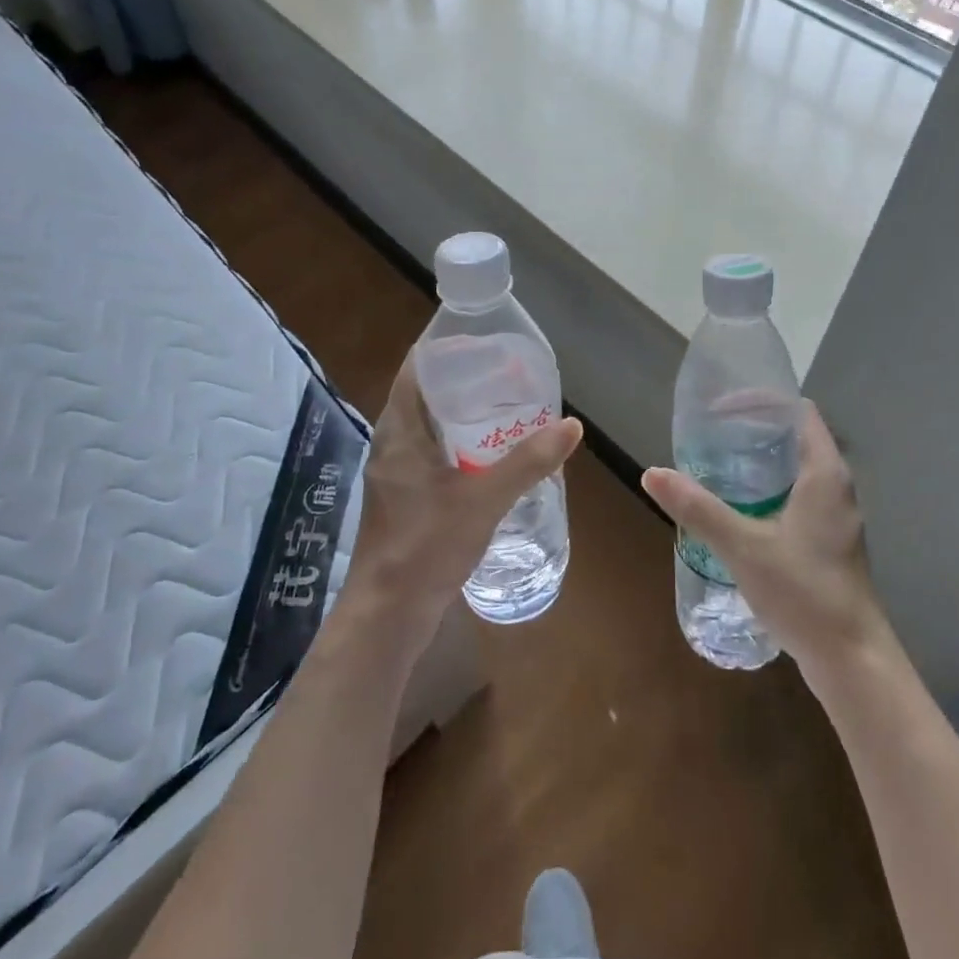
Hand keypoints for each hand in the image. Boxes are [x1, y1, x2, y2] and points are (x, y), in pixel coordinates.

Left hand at [340, 353, 582, 658]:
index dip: (445, 351)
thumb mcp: (483, 500)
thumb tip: (571, 425)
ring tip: (504, 410)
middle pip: (424, 397)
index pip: (415, 371)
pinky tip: (488, 459)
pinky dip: (457, 447)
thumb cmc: (426, 545)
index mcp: (398, 432)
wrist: (388, 615)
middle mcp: (390, 445)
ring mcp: (394, 474)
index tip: (483, 344)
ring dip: (460, 417)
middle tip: (505, 376)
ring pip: (427, 429)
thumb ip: (527, 462)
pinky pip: (430, 456)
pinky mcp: (402, 499)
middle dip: (462, 383)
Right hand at [641, 403, 890, 681]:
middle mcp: (836, 487)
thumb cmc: (805, 593)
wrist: (852, 662)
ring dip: (762, 461)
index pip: (799, 412)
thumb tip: (652, 473)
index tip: (722, 408)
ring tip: (718, 464)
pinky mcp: (830, 542)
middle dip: (755, 430)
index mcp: (825, 473)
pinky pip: (798, 496)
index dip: (763, 401)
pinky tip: (740, 509)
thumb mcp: (744, 547)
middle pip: (797, 437)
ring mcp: (836, 517)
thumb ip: (698, 509)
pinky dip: (770, 489)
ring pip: (797, 469)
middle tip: (711, 434)